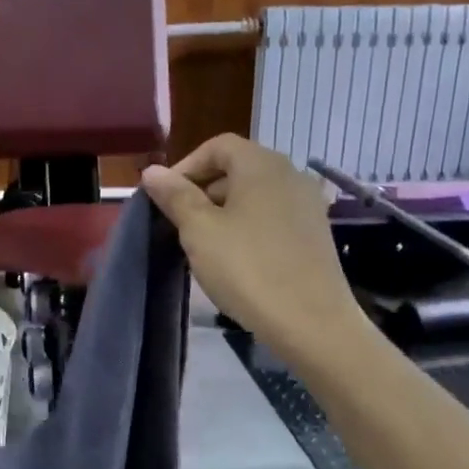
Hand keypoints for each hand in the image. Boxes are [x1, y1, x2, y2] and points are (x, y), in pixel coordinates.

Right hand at [141, 135, 368, 371]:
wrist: (312, 323)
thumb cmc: (248, 268)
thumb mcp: (200, 231)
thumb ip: (175, 196)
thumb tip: (152, 171)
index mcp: (261, 164)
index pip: (217, 146)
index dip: (186, 166)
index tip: (164, 198)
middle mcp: (290, 174)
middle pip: (238, 168)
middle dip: (203, 190)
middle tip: (179, 224)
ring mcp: (308, 204)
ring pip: (255, 194)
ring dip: (225, 210)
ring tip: (204, 244)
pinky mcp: (316, 233)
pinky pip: (274, 216)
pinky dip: (250, 226)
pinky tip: (237, 258)